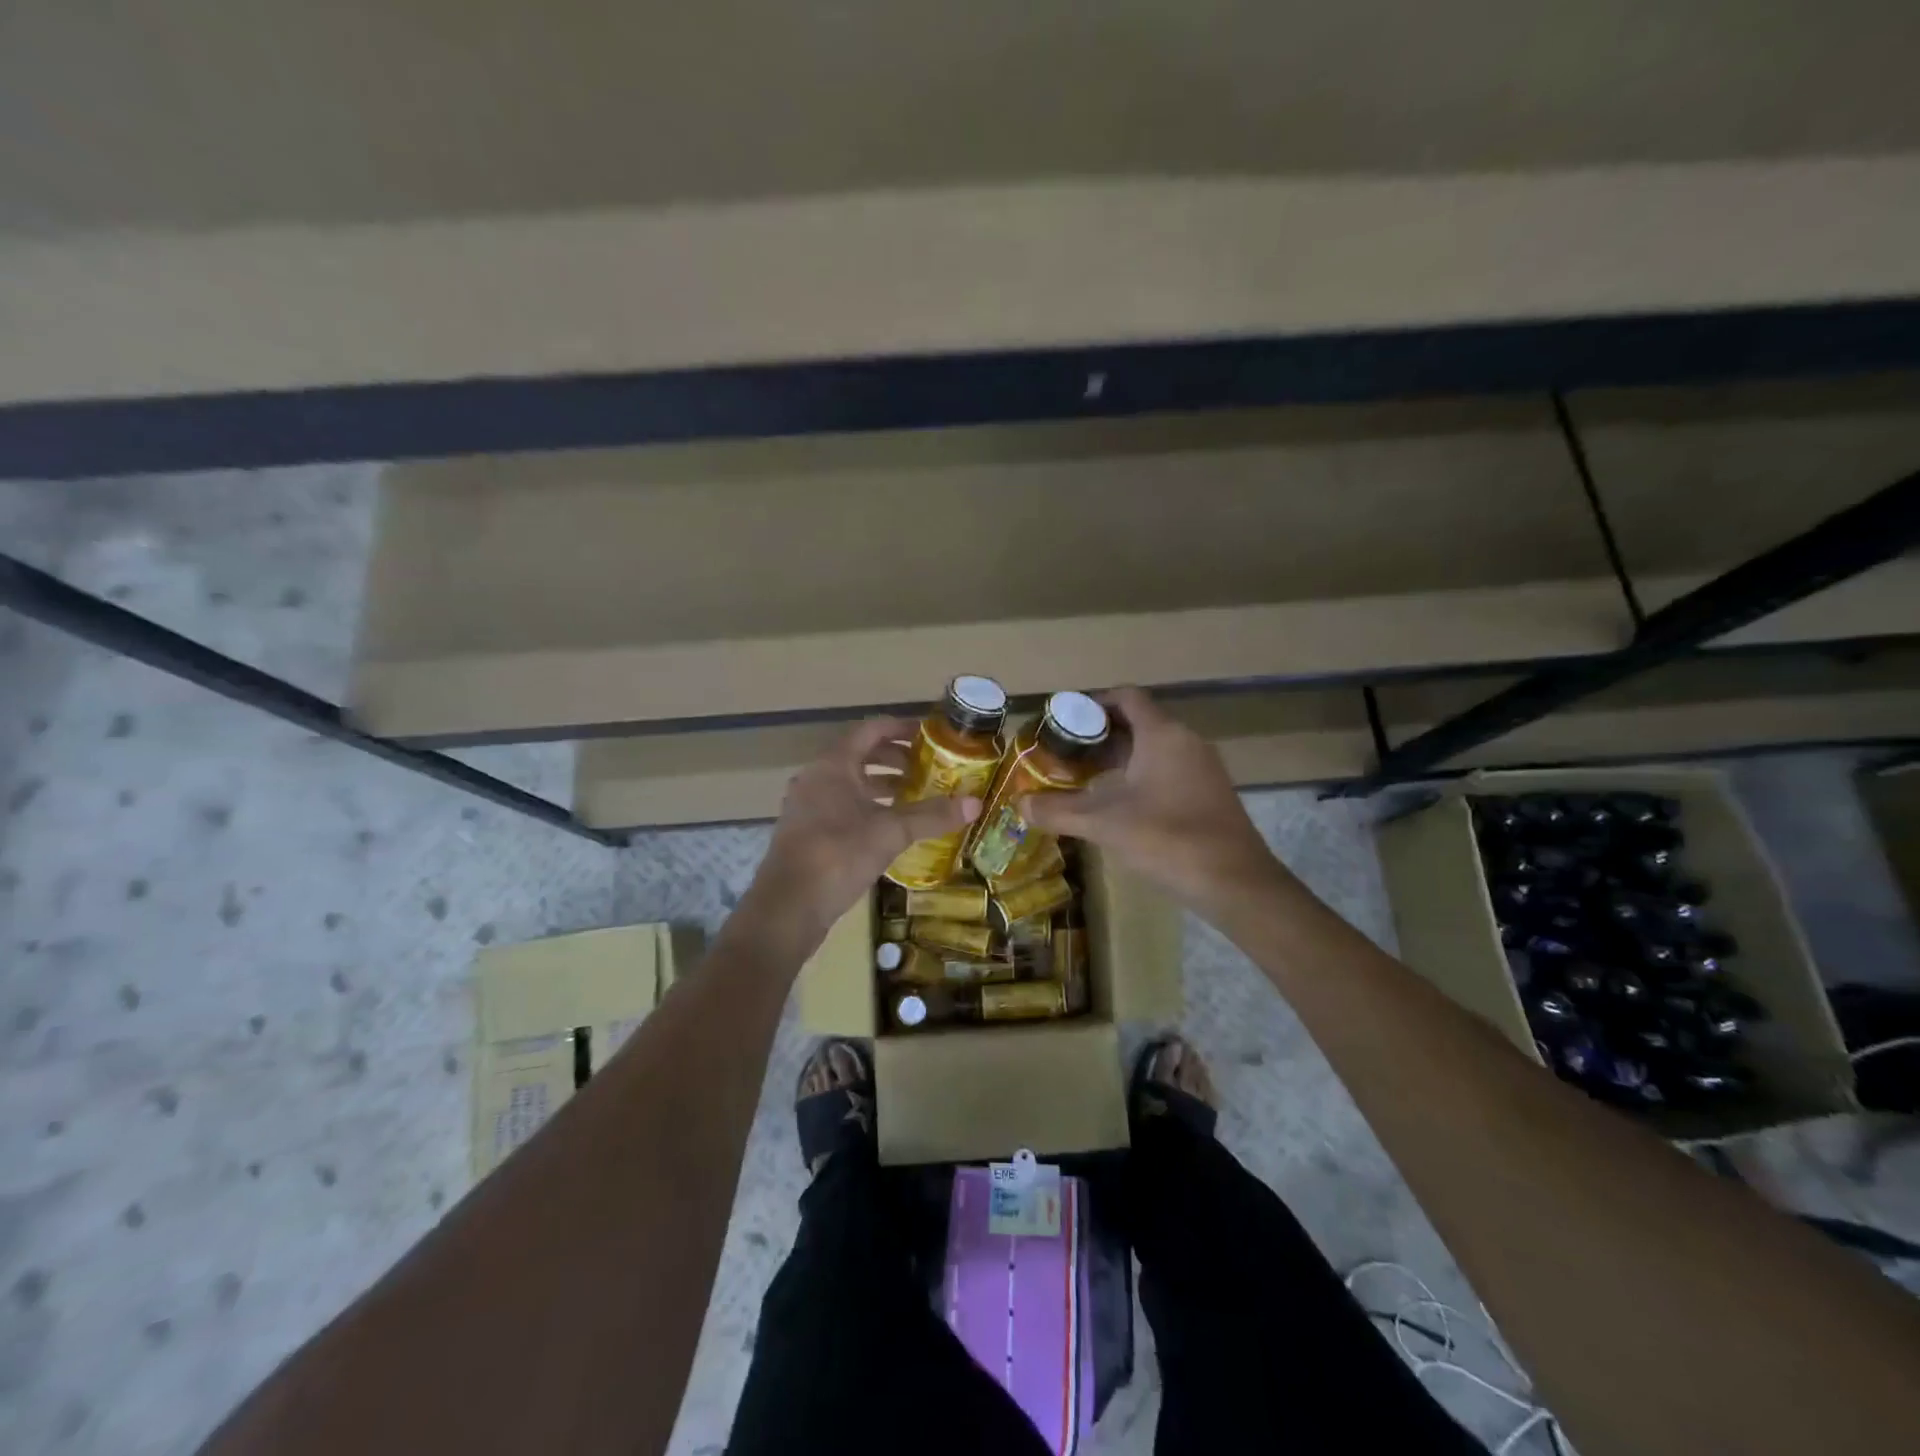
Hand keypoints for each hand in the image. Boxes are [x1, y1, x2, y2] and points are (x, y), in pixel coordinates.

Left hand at [746, 717, 979, 942]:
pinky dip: (870, 808)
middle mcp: (817, 778)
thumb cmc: (838, 855)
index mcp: (833, 765)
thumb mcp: (890, 832)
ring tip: (918, 797)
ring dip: (884, 786)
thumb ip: (931, 816)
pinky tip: (893, 828)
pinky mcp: (808, 832)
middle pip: (862, 756)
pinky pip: (843, 806)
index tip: (932, 736)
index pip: (871, 730)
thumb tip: (975, 803)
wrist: (788, 907)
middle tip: (931, 769)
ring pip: (852, 784)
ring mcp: (809, 806)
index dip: (902, 728)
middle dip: (897, 759)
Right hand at [1019, 688, 1284, 913]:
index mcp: (1162, 734)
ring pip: (1154, 748)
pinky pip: (1168, 769)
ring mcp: (1202, 767)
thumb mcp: (1104, 824)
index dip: (1093, 703)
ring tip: (1083, 777)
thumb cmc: (1167, 839)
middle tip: (1064, 752)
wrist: (1235, 882)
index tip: (1063, 720)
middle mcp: (1186, 741)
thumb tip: (1019, 805)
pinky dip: (1140, 775)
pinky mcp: (1209, 792)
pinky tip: (1118, 803)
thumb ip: (1058, 811)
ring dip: (1119, 757)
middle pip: (1138, 722)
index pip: (1126, 698)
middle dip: (1100, 735)